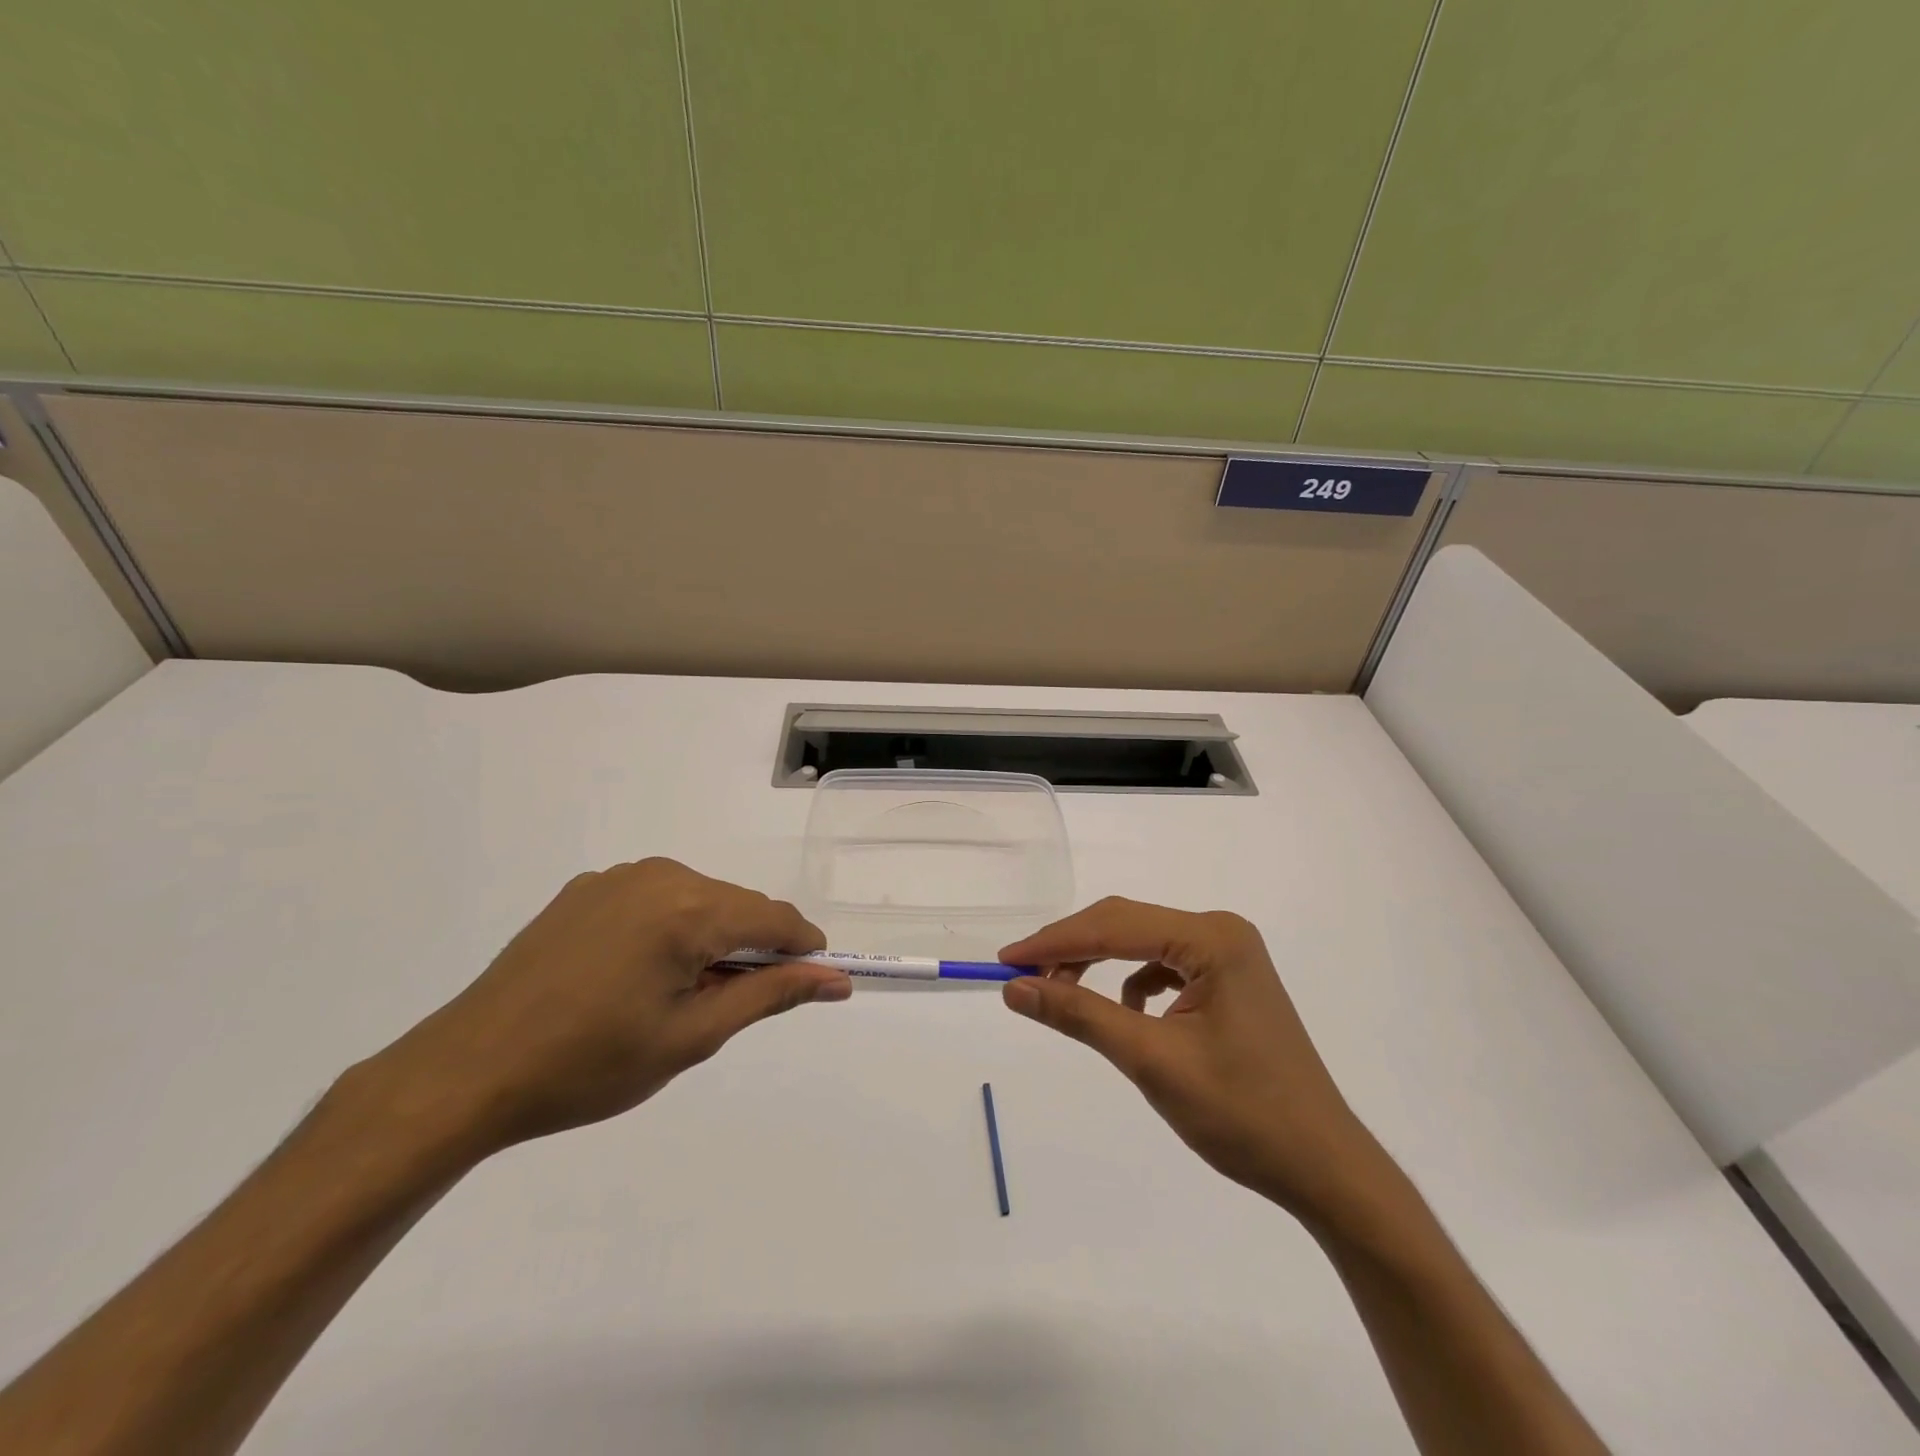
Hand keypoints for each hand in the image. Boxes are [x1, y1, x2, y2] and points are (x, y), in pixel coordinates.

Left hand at [364, 858, 850, 1153]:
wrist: (468, 1071)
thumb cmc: (590, 1065)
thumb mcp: (692, 1036)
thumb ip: (770, 996)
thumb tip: (836, 979)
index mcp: (689, 908)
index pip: (774, 918)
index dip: (802, 949)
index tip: (814, 981)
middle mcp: (659, 875)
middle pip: (736, 905)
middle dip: (751, 948)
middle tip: (731, 1006)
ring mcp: (617, 877)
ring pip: (697, 900)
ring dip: (710, 938)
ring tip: (679, 996)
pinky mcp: (585, 889)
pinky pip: (655, 899)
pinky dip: (669, 929)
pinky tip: (637, 975)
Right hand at [1000, 898, 1385, 1225]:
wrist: (1324, 1168)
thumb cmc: (1242, 1114)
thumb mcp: (1151, 1060)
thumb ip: (1080, 1016)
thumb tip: (1016, 987)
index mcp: (1212, 938)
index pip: (1115, 925)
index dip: (1055, 941)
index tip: (1006, 960)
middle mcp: (1221, 932)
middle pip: (1128, 925)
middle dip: (1073, 949)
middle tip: (1023, 976)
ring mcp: (1229, 955)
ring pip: (1143, 944)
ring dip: (1099, 964)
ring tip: (1063, 994)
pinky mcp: (1229, 981)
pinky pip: (1164, 966)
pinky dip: (1132, 983)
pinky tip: (1126, 1015)